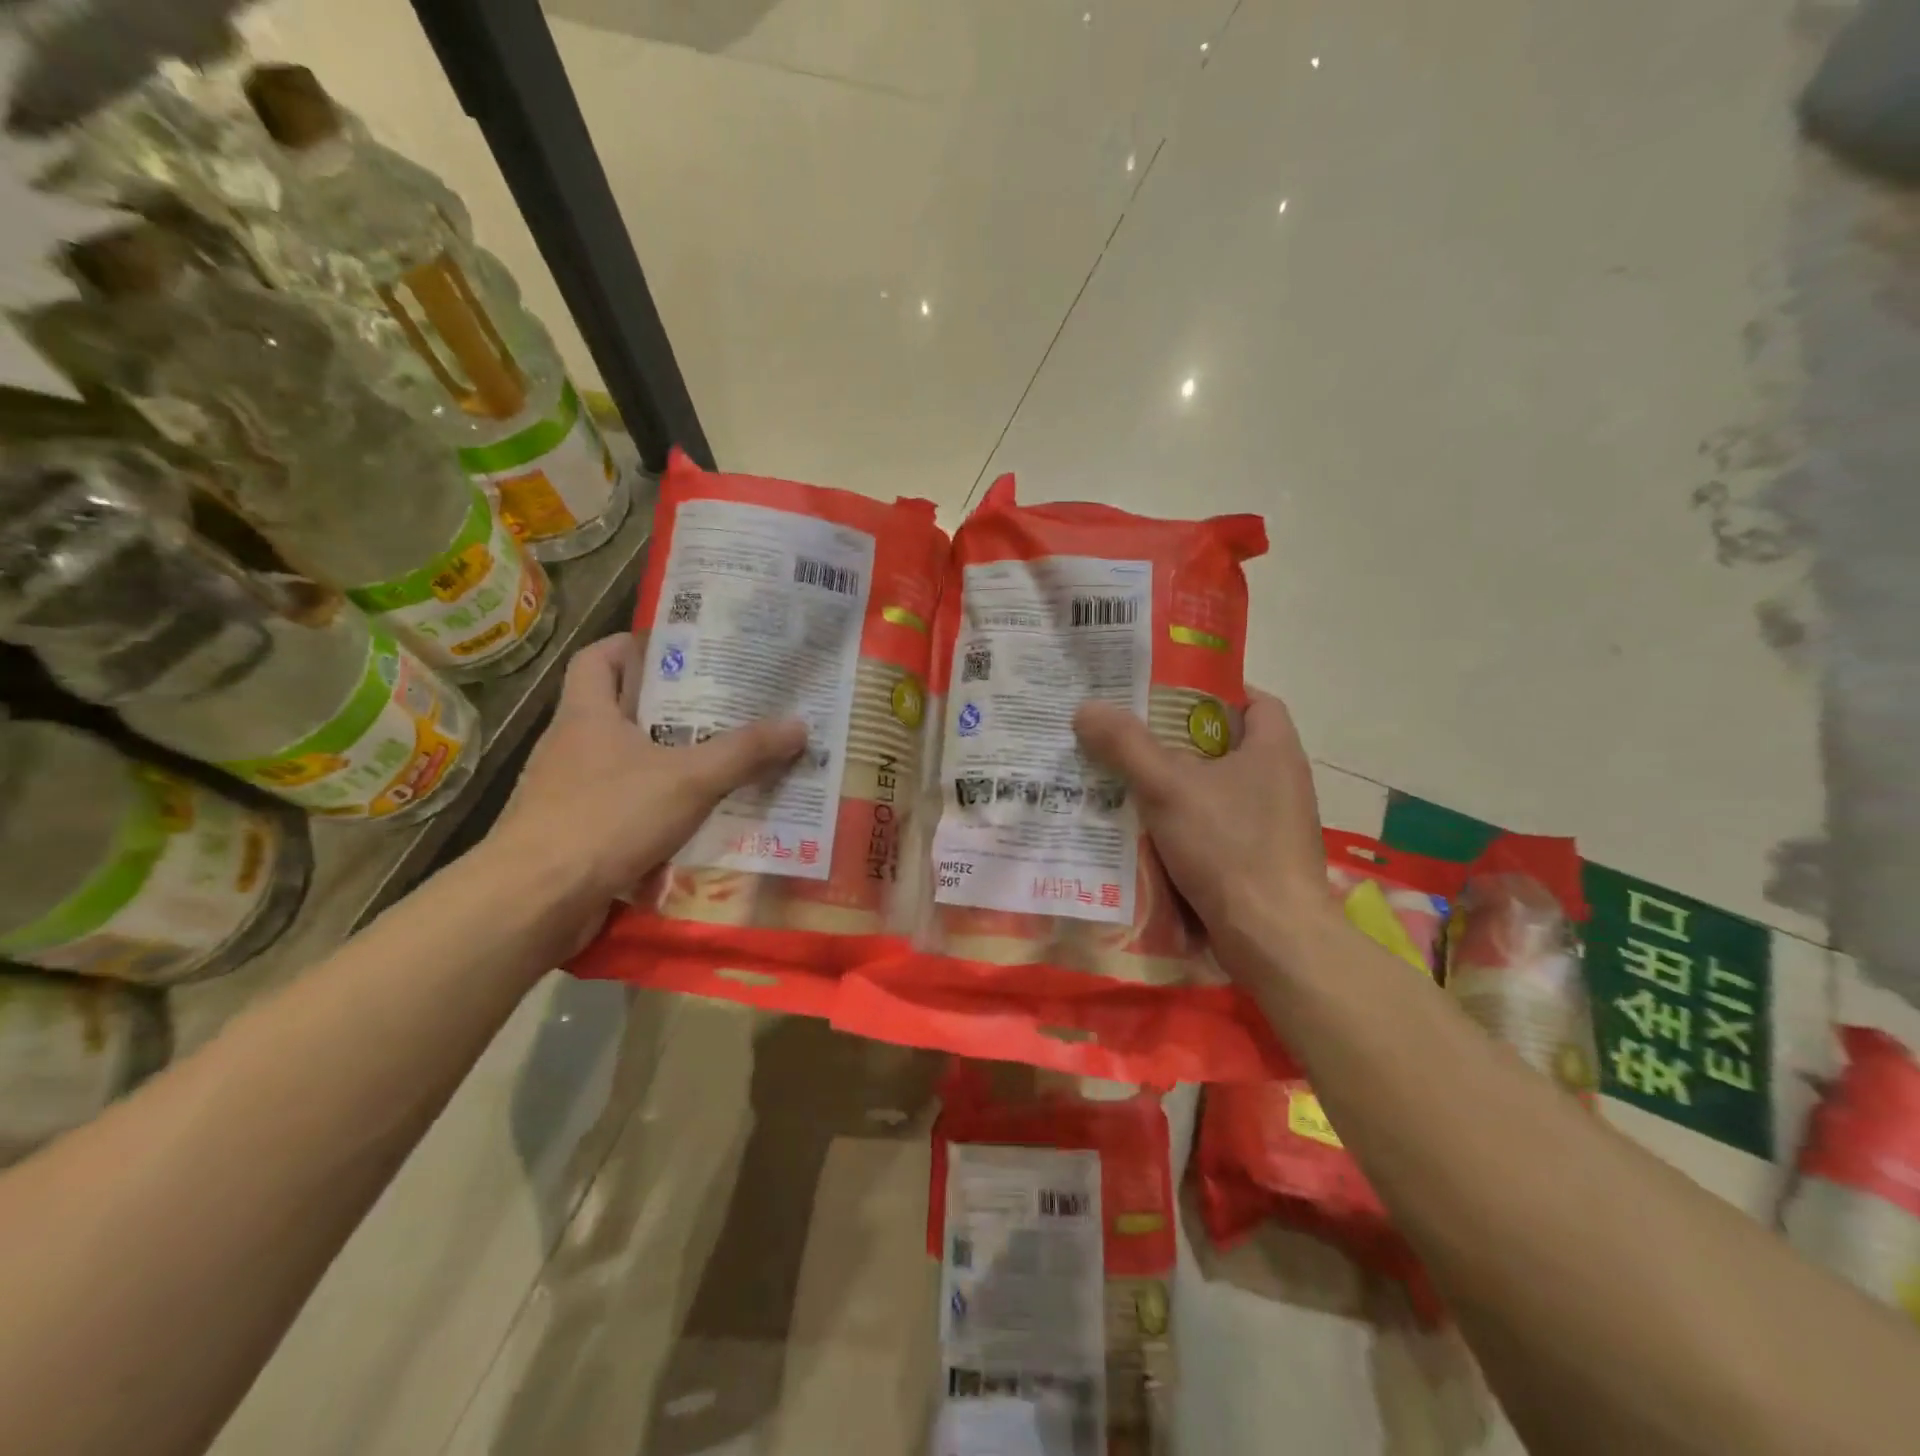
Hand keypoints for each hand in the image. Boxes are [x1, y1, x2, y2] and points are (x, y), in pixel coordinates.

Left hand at [486, 634, 806, 951]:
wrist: (534, 901)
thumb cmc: (606, 818)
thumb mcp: (689, 779)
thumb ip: (744, 752)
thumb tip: (799, 725)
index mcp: (587, 715)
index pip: (598, 659)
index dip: (633, 647)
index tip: (678, 652)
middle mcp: (572, 747)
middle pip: (620, 712)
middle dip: (670, 711)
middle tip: (724, 710)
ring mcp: (569, 794)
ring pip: (626, 765)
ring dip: (667, 765)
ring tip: (720, 765)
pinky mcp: (575, 836)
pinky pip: (624, 811)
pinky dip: (657, 813)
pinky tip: (694, 824)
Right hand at [1073, 688, 1330, 970]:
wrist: (1273, 937)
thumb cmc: (1229, 847)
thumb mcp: (1169, 788)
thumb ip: (1127, 746)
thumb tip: (1086, 708)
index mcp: (1275, 749)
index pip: (1252, 699)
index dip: (1211, 691)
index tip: (1164, 696)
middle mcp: (1281, 781)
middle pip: (1225, 746)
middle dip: (1177, 742)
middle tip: (1128, 737)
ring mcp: (1273, 824)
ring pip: (1216, 790)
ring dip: (1176, 787)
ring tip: (1125, 781)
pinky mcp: (1260, 860)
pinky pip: (1216, 828)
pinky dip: (1185, 825)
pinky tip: (1145, 832)